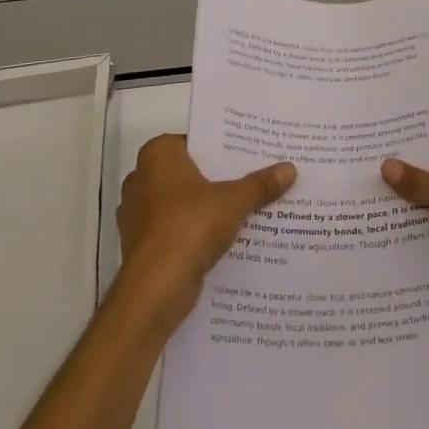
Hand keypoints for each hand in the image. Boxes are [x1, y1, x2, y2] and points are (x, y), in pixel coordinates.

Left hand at [116, 134, 294, 328]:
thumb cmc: (190, 225)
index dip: (223, 148)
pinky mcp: (143, 244)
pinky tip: (225, 239)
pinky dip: (196, 232)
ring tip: (246, 209)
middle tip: (254, 178)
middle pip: (190, 172)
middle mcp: (141, 178)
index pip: (195, 141)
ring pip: (183, 203)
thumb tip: (290, 168)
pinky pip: (176, 229)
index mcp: (157, 155)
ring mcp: (138, 213)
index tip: (249, 154)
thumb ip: (260, 184)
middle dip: (218, 179)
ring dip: (207, 208)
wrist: (155, 287)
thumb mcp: (234, 201)